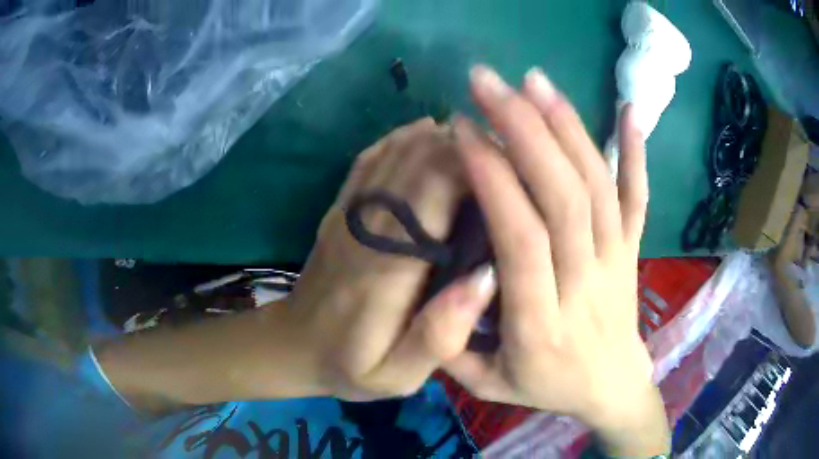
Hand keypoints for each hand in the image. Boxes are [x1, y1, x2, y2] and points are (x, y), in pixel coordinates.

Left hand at [288, 118, 497, 400]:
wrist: (293, 346)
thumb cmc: (349, 365)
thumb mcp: (396, 375)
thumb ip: (439, 336)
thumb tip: (486, 278)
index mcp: (389, 265)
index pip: (437, 186)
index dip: (478, 166)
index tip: (514, 172)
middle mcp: (369, 224)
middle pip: (422, 157)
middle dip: (469, 147)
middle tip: (507, 161)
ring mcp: (350, 210)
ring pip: (400, 148)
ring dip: (443, 139)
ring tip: (480, 151)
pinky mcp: (341, 207)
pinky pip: (373, 156)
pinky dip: (405, 138)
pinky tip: (431, 139)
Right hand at [445, 66, 667, 455]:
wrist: (610, 388)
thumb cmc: (544, 387)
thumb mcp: (485, 385)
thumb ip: (453, 345)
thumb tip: (445, 277)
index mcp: (541, 325)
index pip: (522, 238)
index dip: (493, 178)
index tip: (463, 130)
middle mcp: (586, 285)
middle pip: (563, 197)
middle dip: (524, 129)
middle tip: (487, 82)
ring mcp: (618, 261)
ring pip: (599, 186)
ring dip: (566, 126)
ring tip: (533, 80)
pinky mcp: (635, 249)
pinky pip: (640, 197)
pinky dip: (637, 151)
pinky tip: (629, 109)